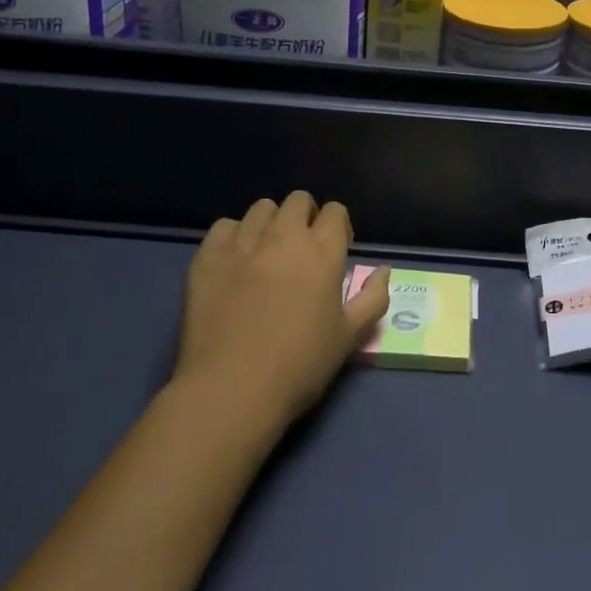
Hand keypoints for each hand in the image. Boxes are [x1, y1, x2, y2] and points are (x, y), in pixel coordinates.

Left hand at [177, 191, 390, 429]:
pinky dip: (233, 237)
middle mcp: (284, 236)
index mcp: (322, 251)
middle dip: (305, 217)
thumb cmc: (299, 365)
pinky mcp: (208, 256)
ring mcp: (243, 243)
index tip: (335, 251)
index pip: (335, 212)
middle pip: (298, 200)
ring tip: (266, 253)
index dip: (338, 227)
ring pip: (261, 208)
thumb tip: (383, 270)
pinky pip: (224, 227)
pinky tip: (234, 263)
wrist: (232, 389)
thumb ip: (372, 298)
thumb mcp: (349, 337)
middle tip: (301, 251)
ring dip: (270, 223)